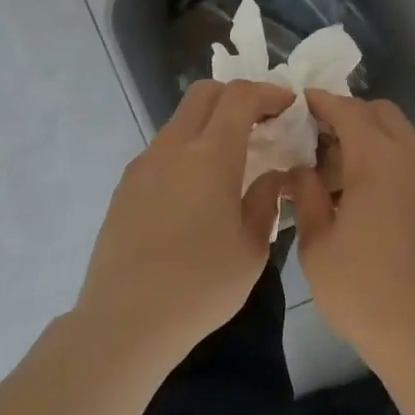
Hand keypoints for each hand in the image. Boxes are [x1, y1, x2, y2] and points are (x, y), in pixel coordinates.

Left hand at [76, 79, 294, 372]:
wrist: (126, 320)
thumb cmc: (200, 286)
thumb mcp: (252, 247)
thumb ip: (266, 201)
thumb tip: (272, 177)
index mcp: (210, 156)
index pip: (240, 97)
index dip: (268, 93)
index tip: (288, 106)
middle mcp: (172, 148)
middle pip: (204, 93)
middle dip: (237, 95)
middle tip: (263, 122)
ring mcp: (143, 165)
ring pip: (180, 120)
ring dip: (210, 123)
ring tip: (234, 158)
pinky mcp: (125, 187)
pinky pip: (163, 150)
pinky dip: (189, 149)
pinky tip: (199, 188)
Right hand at [290, 90, 414, 376]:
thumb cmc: (361, 289)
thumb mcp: (317, 244)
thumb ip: (306, 195)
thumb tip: (301, 171)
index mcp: (378, 159)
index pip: (347, 110)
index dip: (321, 102)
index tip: (300, 103)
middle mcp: (413, 157)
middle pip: (381, 113)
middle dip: (349, 115)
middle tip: (319, 139)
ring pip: (403, 135)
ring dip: (373, 137)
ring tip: (344, 169)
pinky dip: (395, 159)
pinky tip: (375, 192)